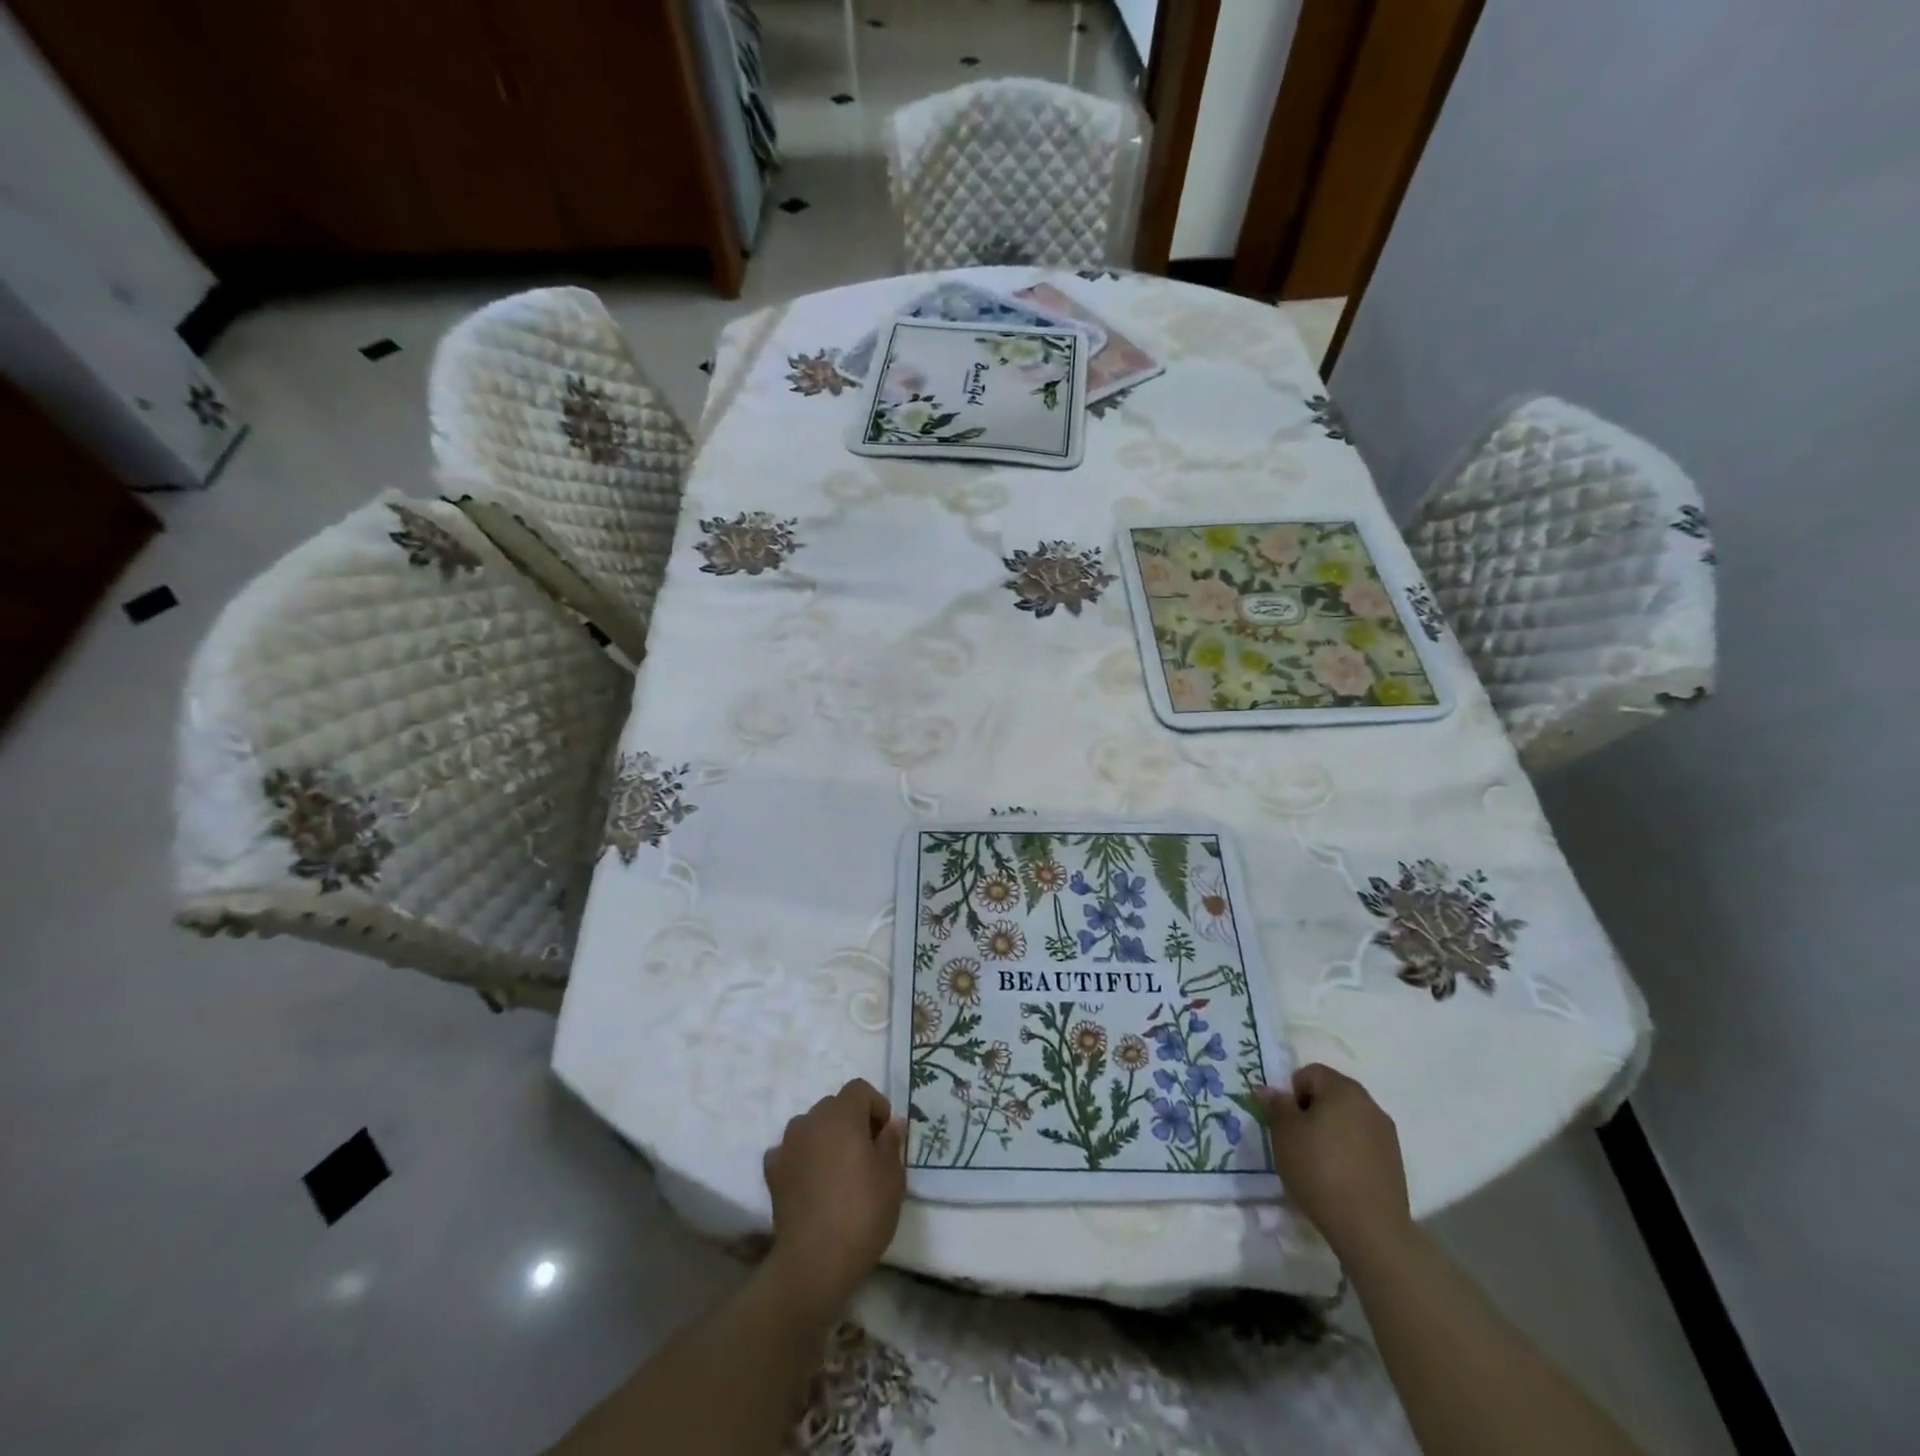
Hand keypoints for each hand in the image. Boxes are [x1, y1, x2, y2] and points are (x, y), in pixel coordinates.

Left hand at [762, 1079, 905, 1311]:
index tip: (885, 1135)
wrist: (815, 1261)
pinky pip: (791, 1152)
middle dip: (851, 1121)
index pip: (859, 1089)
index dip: (876, 1106)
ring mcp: (787, 1145)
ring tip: (838, 1170)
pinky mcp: (772, 1172)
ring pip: (811, 1127)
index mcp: (842, 1114)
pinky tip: (812, 1184)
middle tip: (866, 1153)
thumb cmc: (862, 1212)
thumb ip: (891, 1142)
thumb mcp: (892, 1177)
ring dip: (825, 1138)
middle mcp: (811, 1120)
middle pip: (834, 1106)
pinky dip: (802, 1159)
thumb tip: (890, 1124)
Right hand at [1257, 1064, 1412, 1261]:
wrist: (1371, 1230)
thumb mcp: (1284, 1133)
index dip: (1291, 1094)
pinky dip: (1347, 1153)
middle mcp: (1369, 1104)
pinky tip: (1338, 1179)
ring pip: (1347, 1121)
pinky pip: (1361, 1145)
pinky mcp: (1394, 1164)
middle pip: (1330, 1095)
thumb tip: (1270, 1090)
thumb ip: (1276, 1105)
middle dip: (1310, 1112)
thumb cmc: (1320, 1170)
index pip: (1309, 1073)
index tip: (1285, 1123)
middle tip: (1296, 1141)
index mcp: (1343, 1089)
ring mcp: (1386, 1135)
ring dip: (1329, 1133)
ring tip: (1316, 1164)